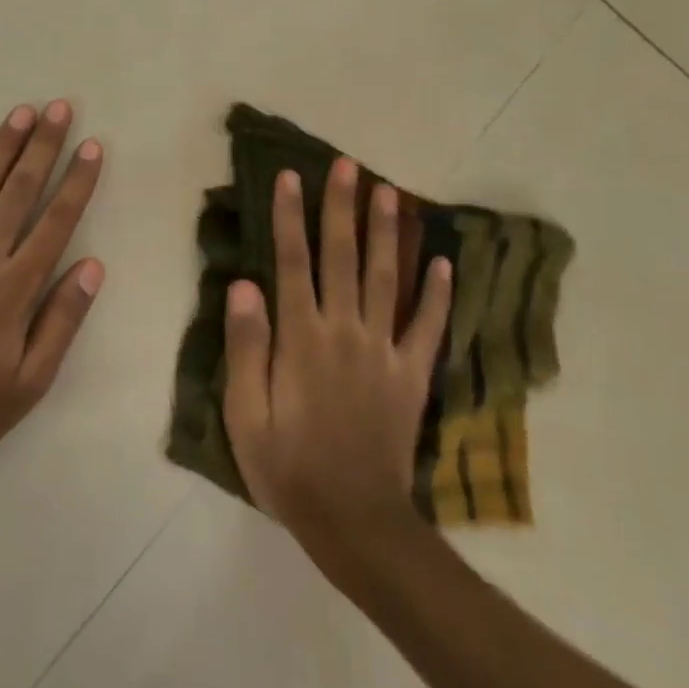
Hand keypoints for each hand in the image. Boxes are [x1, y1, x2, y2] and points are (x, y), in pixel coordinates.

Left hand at [0, 101, 104, 475]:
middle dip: (43, 146)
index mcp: (15, 289)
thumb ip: (63, 320)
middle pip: (19, 191)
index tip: (92, 146)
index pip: (57, 221)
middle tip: (59, 107)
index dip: (77, 181)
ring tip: (21, 113)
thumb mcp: (31, 381)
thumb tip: (93, 265)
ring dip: (1, 148)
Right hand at [222, 157, 450, 549]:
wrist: (355, 522)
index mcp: (301, 337)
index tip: (290, 176)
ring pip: (386, 278)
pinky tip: (445, 263)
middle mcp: (345, 331)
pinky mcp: (412, 375)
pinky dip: (437, 294)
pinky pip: (428, 327)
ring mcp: (384, 350)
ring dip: (386, 233)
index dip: (290, 216)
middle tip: (347, 165)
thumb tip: (243, 285)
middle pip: (342, 257)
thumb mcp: (245, 414)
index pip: (292, 262)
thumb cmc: (288, 467)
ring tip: (390, 192)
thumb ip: (246, 347)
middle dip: (342, 207)